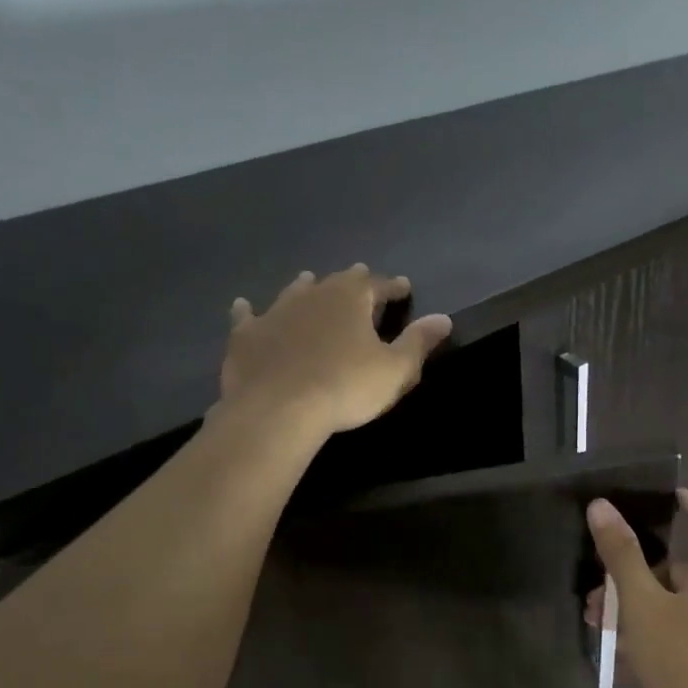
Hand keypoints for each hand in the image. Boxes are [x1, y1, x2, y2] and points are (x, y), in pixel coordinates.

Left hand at [219, 266, 452, 437]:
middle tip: (361, 276)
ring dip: (305, 287)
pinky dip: (249, 311)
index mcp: (351, 299)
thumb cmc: (345, 388)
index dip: (393, 287)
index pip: (378, 285)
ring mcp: (275, 312)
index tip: (404, 287)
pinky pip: (248, 317)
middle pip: (337, 282)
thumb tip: (443, 318)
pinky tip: (244, 306)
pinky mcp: (246, 336)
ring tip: (309, 280)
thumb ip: (419, 342)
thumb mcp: (395, 369)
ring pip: (294, 292)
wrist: (277, 410)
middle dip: (352, 280)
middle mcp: (313, 295)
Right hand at [586, 489, 687, 687]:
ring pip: (678, 597)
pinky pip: (685, 626)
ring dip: (639, 602)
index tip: (653, 494)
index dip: (683, 498)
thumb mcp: (643, 605)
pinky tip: (626, 654)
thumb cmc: (685, 660)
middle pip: (681, 561)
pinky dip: (656, 627)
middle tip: (599, 583)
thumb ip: (622, 555)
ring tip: (601, 623)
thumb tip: (601, 506)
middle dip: (636, 567)